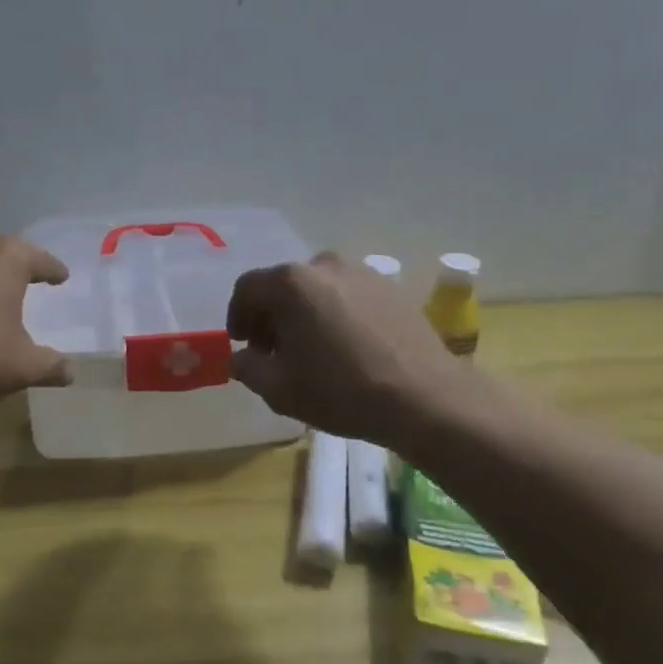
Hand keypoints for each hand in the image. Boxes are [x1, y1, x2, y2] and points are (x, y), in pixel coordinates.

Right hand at [227, 252, 463, 444]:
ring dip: (304, 314)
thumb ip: (247, 367)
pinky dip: (335, 314)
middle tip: (274, 351)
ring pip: (317, 289)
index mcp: (292, 283)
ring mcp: (362, 273)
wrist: (425, 398)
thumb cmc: (342, 390)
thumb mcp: (279, 389)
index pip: (247, 288)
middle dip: (271, 316)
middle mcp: (325, 265)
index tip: (242, 344)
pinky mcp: (390, 288)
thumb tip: (241, 358)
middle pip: (283, 285)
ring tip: (311, 350)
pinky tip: (345, 347)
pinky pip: (348, 295)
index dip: (237, 316)